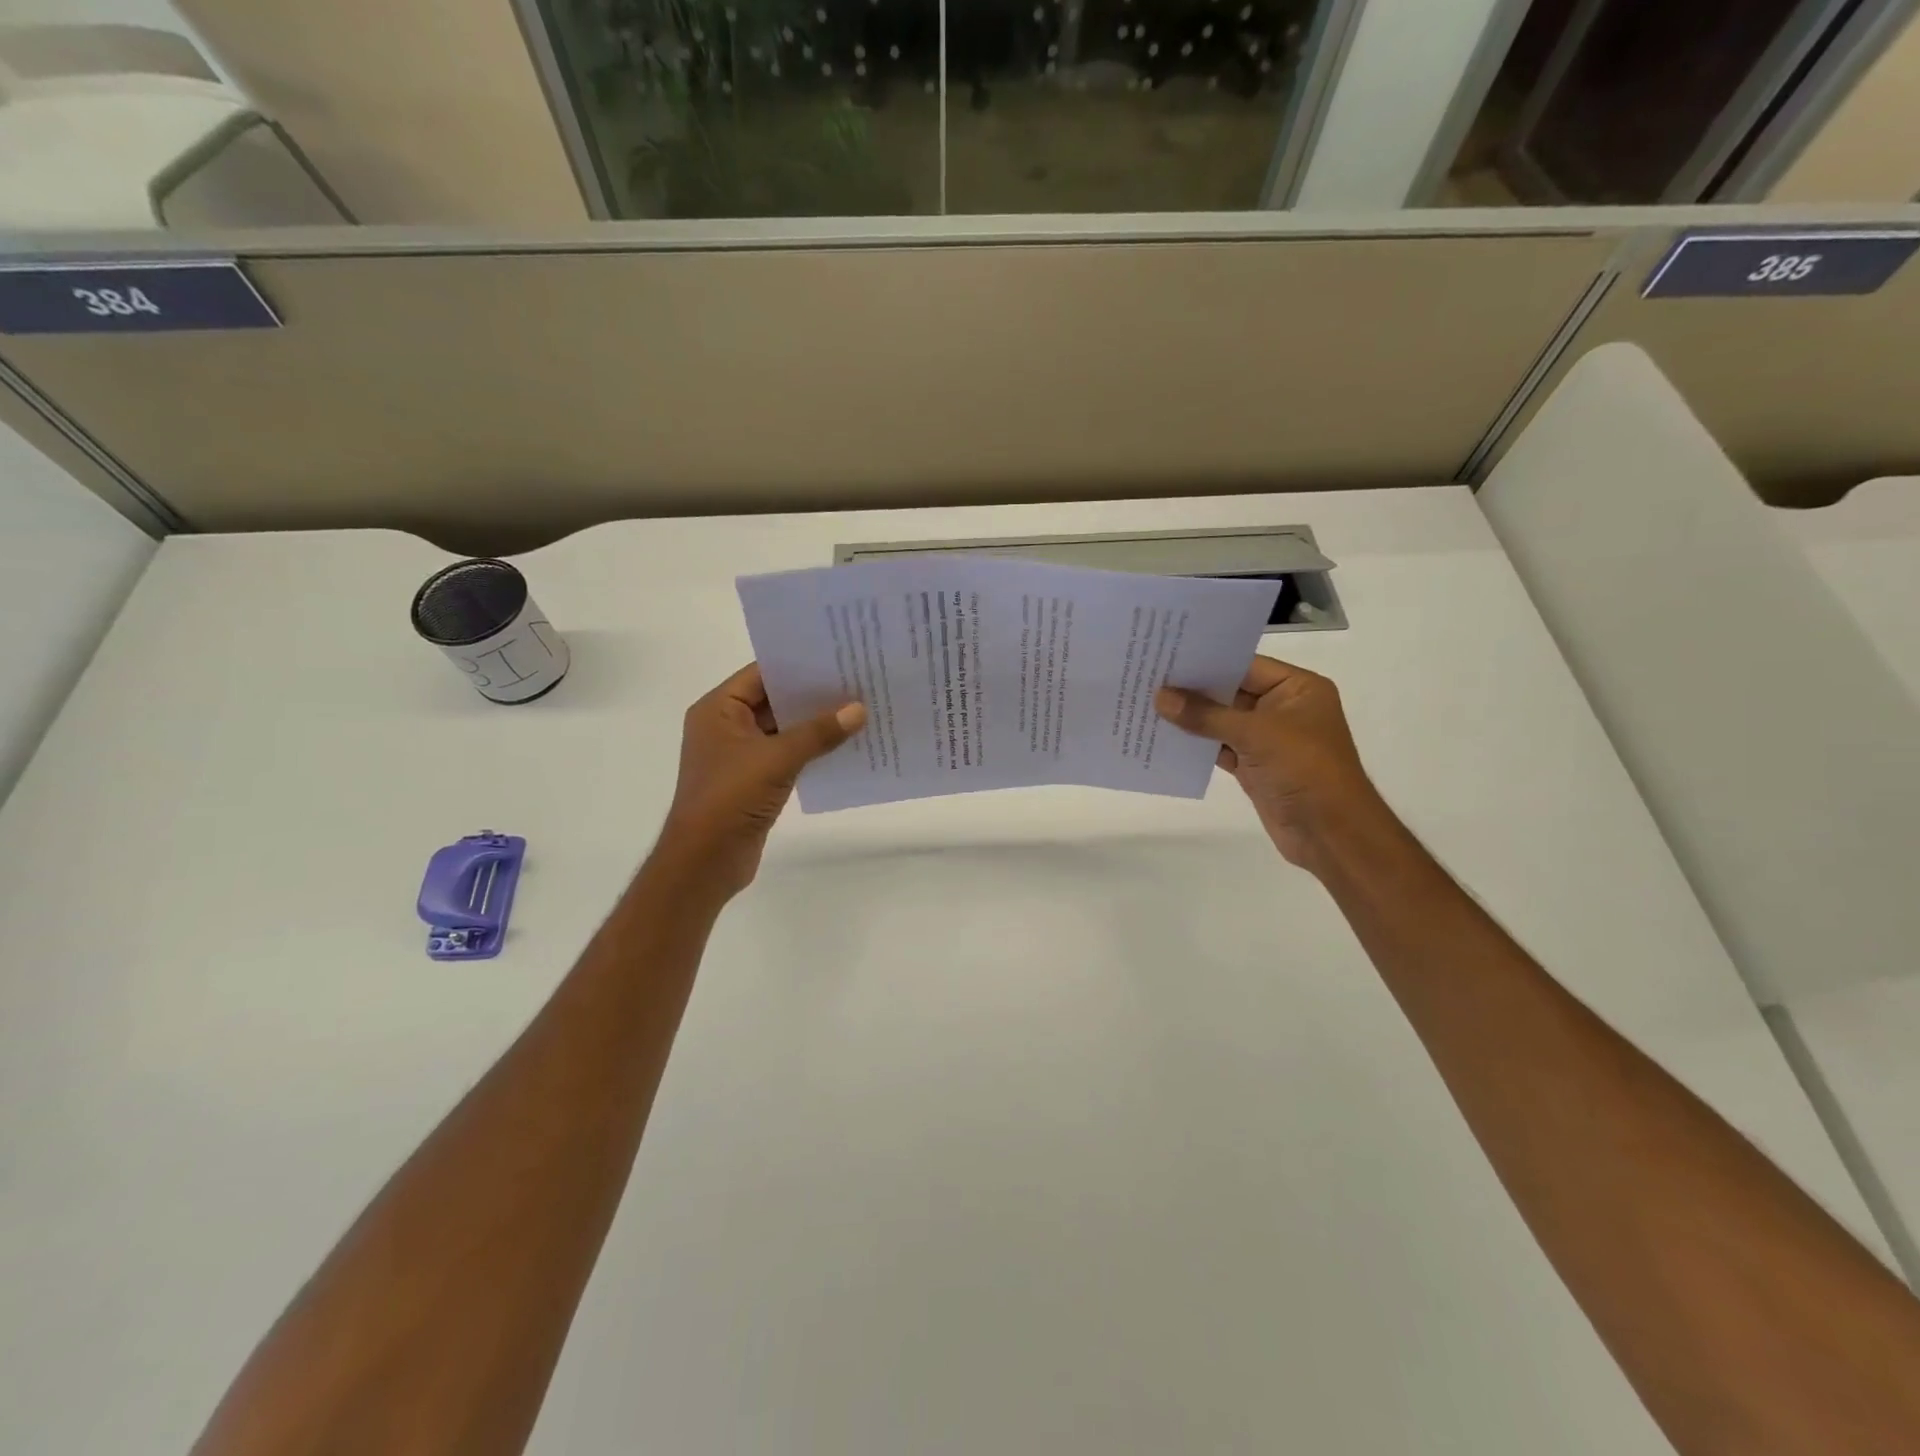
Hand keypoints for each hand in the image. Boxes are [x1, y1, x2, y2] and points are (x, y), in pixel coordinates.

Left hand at [656, 664, 865, 896]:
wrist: (705, 861)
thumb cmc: (730, 798)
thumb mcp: (777, 759)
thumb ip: (818, 732)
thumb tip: (859, 709)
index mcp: (718, 709)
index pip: (761, 674)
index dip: (797, 665)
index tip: (837, 656)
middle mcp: (726, 726)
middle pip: (774, 700)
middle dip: (813, 694)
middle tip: (857, 680)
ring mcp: (740, 755)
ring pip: (783, 729)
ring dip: (815, 724)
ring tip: (858, 710)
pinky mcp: (753, 780)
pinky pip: (787, 755)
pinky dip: (811, 749)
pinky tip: (844, 745)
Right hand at [1156, 656, 1380, 870]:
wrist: (1330, 833)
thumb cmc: (1304, 769)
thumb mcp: (1256, 734)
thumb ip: (1206, 715)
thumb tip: (1160, 697)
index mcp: (1298, 688)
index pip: (1245, 665)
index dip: (1207, 660)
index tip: (1166, 654)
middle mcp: (1283, 708)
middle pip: (1231, 691)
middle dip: (1193, 688)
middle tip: (1149, 677)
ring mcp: (1268, 739)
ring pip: (1222, 721)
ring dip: (1190, 717)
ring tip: (1147, 703)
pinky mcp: (1254, 766)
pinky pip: (1219, 747)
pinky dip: (1196, 744)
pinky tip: (1163, 736)